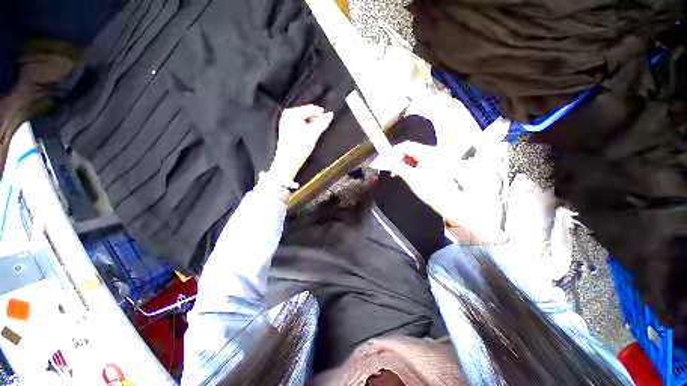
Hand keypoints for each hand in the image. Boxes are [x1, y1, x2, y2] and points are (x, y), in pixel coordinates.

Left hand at [269, 104, 333, 180]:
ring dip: (312, 123)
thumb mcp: (313, 133)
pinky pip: (299, 124)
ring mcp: (286, 122)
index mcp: (292, 113)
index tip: (328, 118)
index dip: (321, 113)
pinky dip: (306, 127)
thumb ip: (323, 122)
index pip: (310, 108)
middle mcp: (287, 115)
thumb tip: (330, 114)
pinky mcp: (287, 129)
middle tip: (323, 125)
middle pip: (306, 113)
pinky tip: (310, 133)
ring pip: (303, 119)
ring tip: (317, 130)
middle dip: (316, 118)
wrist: (288, 161)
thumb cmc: (299, 147)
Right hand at [371, 141, 505, 242]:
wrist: (448, 202)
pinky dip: (410, 166)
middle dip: (397, 158)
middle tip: (388, 166)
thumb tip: (386, 161)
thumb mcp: (411, 178)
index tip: (385, 158)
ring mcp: (435, 158)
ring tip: (394, 172)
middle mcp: (433, 152)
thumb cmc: (431, 190)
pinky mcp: (435, 165)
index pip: (406, 146)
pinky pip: (419, 161)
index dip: (394, 152)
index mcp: (428, 153)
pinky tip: (404, 173)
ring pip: (414, 156)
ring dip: (403, 163)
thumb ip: (397, 167)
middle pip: (410, 150)